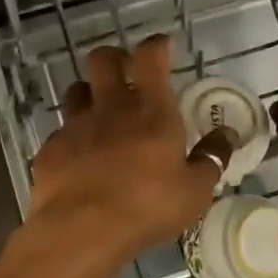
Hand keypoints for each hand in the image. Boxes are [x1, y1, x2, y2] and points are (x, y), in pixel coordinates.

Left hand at [29, 34, 235, 260]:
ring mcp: (75, 126)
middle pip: (103, 60)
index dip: (156, 46)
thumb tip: (227, 135)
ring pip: (76, 91)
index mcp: (151, 110)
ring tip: (100, 115)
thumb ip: (211, 158)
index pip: (151, 57)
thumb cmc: (148, 206)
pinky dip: (72, 139)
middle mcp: (110, 108)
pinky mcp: (50, 150)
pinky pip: (61, 133)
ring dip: (89, 95)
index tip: (162, 46)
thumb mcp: (194, 190)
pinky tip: (79, 160)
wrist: (81, 231)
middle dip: (114, 58)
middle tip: (126, 73)